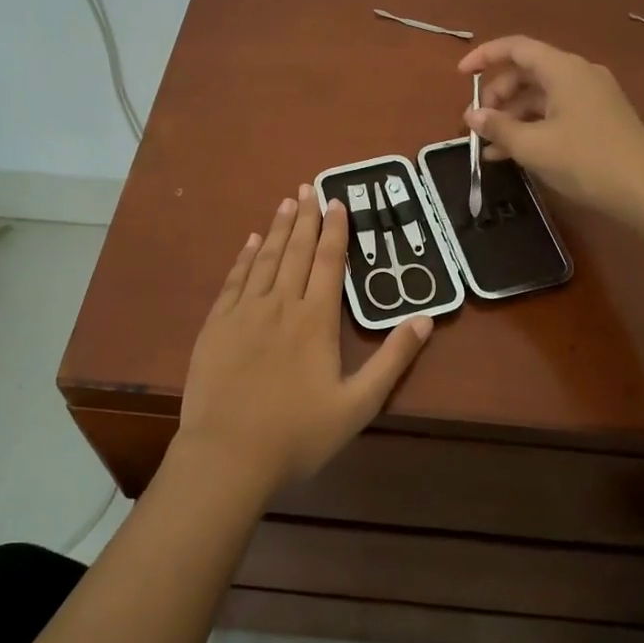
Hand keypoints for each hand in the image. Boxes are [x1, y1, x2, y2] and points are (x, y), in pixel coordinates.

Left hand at [175, 184, 432, 498]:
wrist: (228, 455)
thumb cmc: (298, 434)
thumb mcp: (358, 404)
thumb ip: (393, 359)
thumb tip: (426, 318)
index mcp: (316, 320)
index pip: (329, 262)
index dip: (335, 230)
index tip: (338, 202)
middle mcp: (281, 305)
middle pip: (297, 251)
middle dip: (306, 218)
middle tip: (309, 187)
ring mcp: (245, 312)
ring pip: (266, 259)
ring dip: (279, 229)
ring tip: (287, 202)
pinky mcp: (217, 325)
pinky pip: (234, 280)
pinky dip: (244, 257)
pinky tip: (251, 241)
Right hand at [459, 36, 643, 221]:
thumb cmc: (586, 161)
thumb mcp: (533, 146)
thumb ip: (498, 127)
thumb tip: (472, 116)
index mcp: (563, 69)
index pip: (516, 48)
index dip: (484, 57)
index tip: (460, 76)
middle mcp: (579, 74)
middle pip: (527, 72)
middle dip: (497, 95)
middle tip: (476, 123)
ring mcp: (592, 97)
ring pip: (540, 96)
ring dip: (512, 117)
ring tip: (489, 147)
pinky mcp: (599, 119)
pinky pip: (556, 113)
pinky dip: (532, 127)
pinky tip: (513, 154)